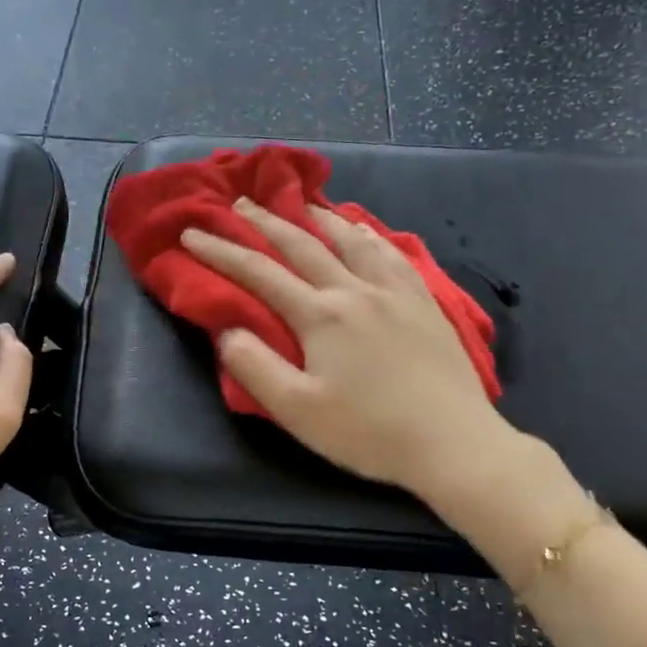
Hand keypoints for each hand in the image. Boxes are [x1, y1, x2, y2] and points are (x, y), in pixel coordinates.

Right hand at [181, 199, 519, 506]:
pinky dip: (369, 235)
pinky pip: (391, 254)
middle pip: (303, 245)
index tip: (192, 233)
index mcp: (321, 315)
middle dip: (265, 222)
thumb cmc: (369, 432)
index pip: (260, 273)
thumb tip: (228, 330)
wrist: (454, 443)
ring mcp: (395, 292)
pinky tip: (364, 231)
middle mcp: (355, 290)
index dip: (221, 251)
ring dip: (318, 218)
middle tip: (239, 203)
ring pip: (351, 240)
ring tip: (301, 203)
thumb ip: (255, 368)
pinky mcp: (425, 302)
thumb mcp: (298, 411)